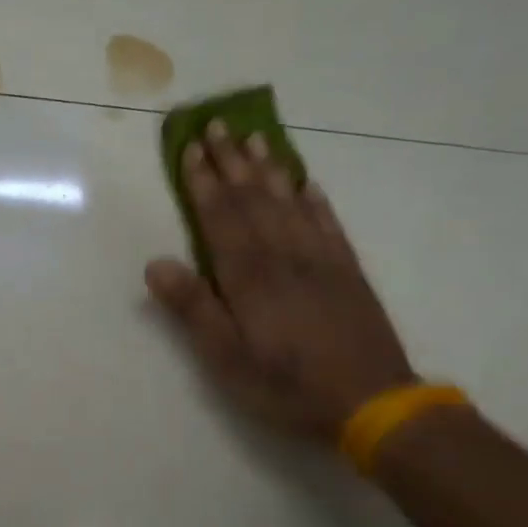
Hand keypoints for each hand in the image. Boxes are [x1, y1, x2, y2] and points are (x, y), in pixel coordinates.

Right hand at [146, 124, 413, 442]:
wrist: (371, 402)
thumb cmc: (286, 385)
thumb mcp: (226, 358)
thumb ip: (193, 308)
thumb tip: (156, 263)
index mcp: (249, 276)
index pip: (220, 217)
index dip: (203, 182)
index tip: (191, 148)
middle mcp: (284, 256)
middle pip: (254, 199)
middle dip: (232, 161)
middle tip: (218, 124)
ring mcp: (321, 260)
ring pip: (289, 203)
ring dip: (270, 169)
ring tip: (256, 138)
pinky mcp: (348, 272)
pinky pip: (328, 224)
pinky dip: (314, 200)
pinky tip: (306, 184)